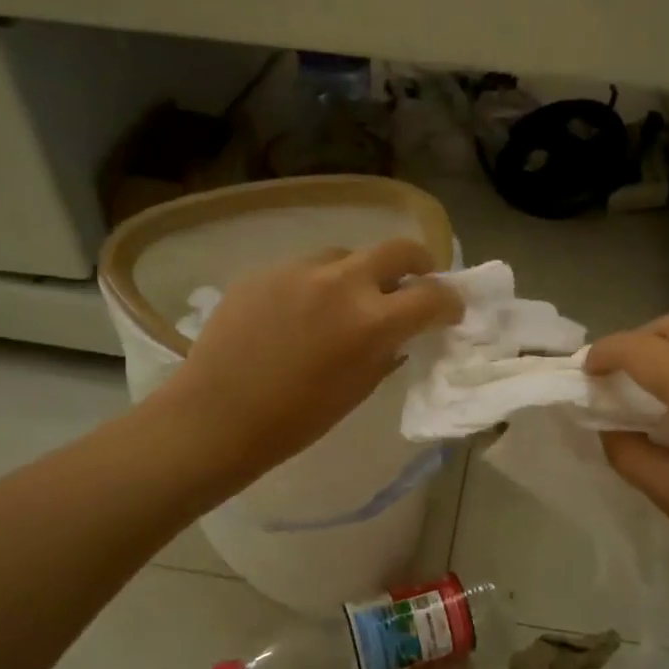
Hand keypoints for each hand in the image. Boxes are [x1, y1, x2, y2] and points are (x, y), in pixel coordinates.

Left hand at [155, 238, 461, 485]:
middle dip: (418, 262)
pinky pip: (305, 269)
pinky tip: (298, 313)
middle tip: (416, 279)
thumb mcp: (358, 389)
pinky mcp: (265, 270)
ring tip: (346, 301)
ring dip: (359, 274)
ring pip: (346, 256)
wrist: (217, 416)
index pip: (432, 296)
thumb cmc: (295, 420)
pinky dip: (316, 285)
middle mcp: (342, 283)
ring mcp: (299, 270)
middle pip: (398, 249)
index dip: (450, 302)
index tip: (451, 311)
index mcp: (372, 321)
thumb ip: (386, 351)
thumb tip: (398, 332)